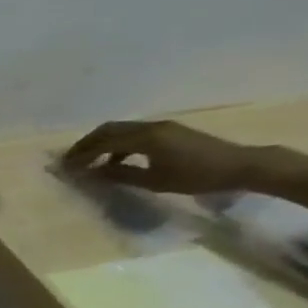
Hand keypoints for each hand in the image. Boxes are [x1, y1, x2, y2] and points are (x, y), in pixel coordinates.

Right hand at [59, 120, 259, 194]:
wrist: (242, 165)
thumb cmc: (197, 176)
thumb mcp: (155, 181)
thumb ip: (120, 175)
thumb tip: (91, 173)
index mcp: (145, 138)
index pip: (102, 142)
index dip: (81, 154)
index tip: (65, 167)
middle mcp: (151, 127)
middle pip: (108, 129)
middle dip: (86, 144)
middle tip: (72, 160)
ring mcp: (162, 127)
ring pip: (120, 129)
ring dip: (101, 143)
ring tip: (90, 162)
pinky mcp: (169, 131)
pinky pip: (134, 133)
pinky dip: (117, 144)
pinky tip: (116, 160)